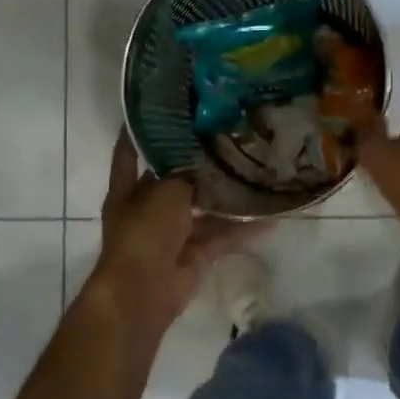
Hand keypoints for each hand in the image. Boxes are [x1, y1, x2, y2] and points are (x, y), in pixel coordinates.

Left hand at [92, 130, 262, 322]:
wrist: (143, 291)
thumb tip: (207, 155)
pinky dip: (243, 230)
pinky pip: (221, 237)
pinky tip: (270, 217)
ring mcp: (172, 234)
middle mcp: (148, 209)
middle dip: (197, 164)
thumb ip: (186, 171)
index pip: (130, 152)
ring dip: (226, 198)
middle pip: (175, 180)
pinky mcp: (194, 255)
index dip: (141, 131)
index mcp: (129, 190)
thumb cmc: (145, 231)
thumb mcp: (165, 190)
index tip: (161, 107)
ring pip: (203, 209)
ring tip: (255, 173)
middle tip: (228, 138)